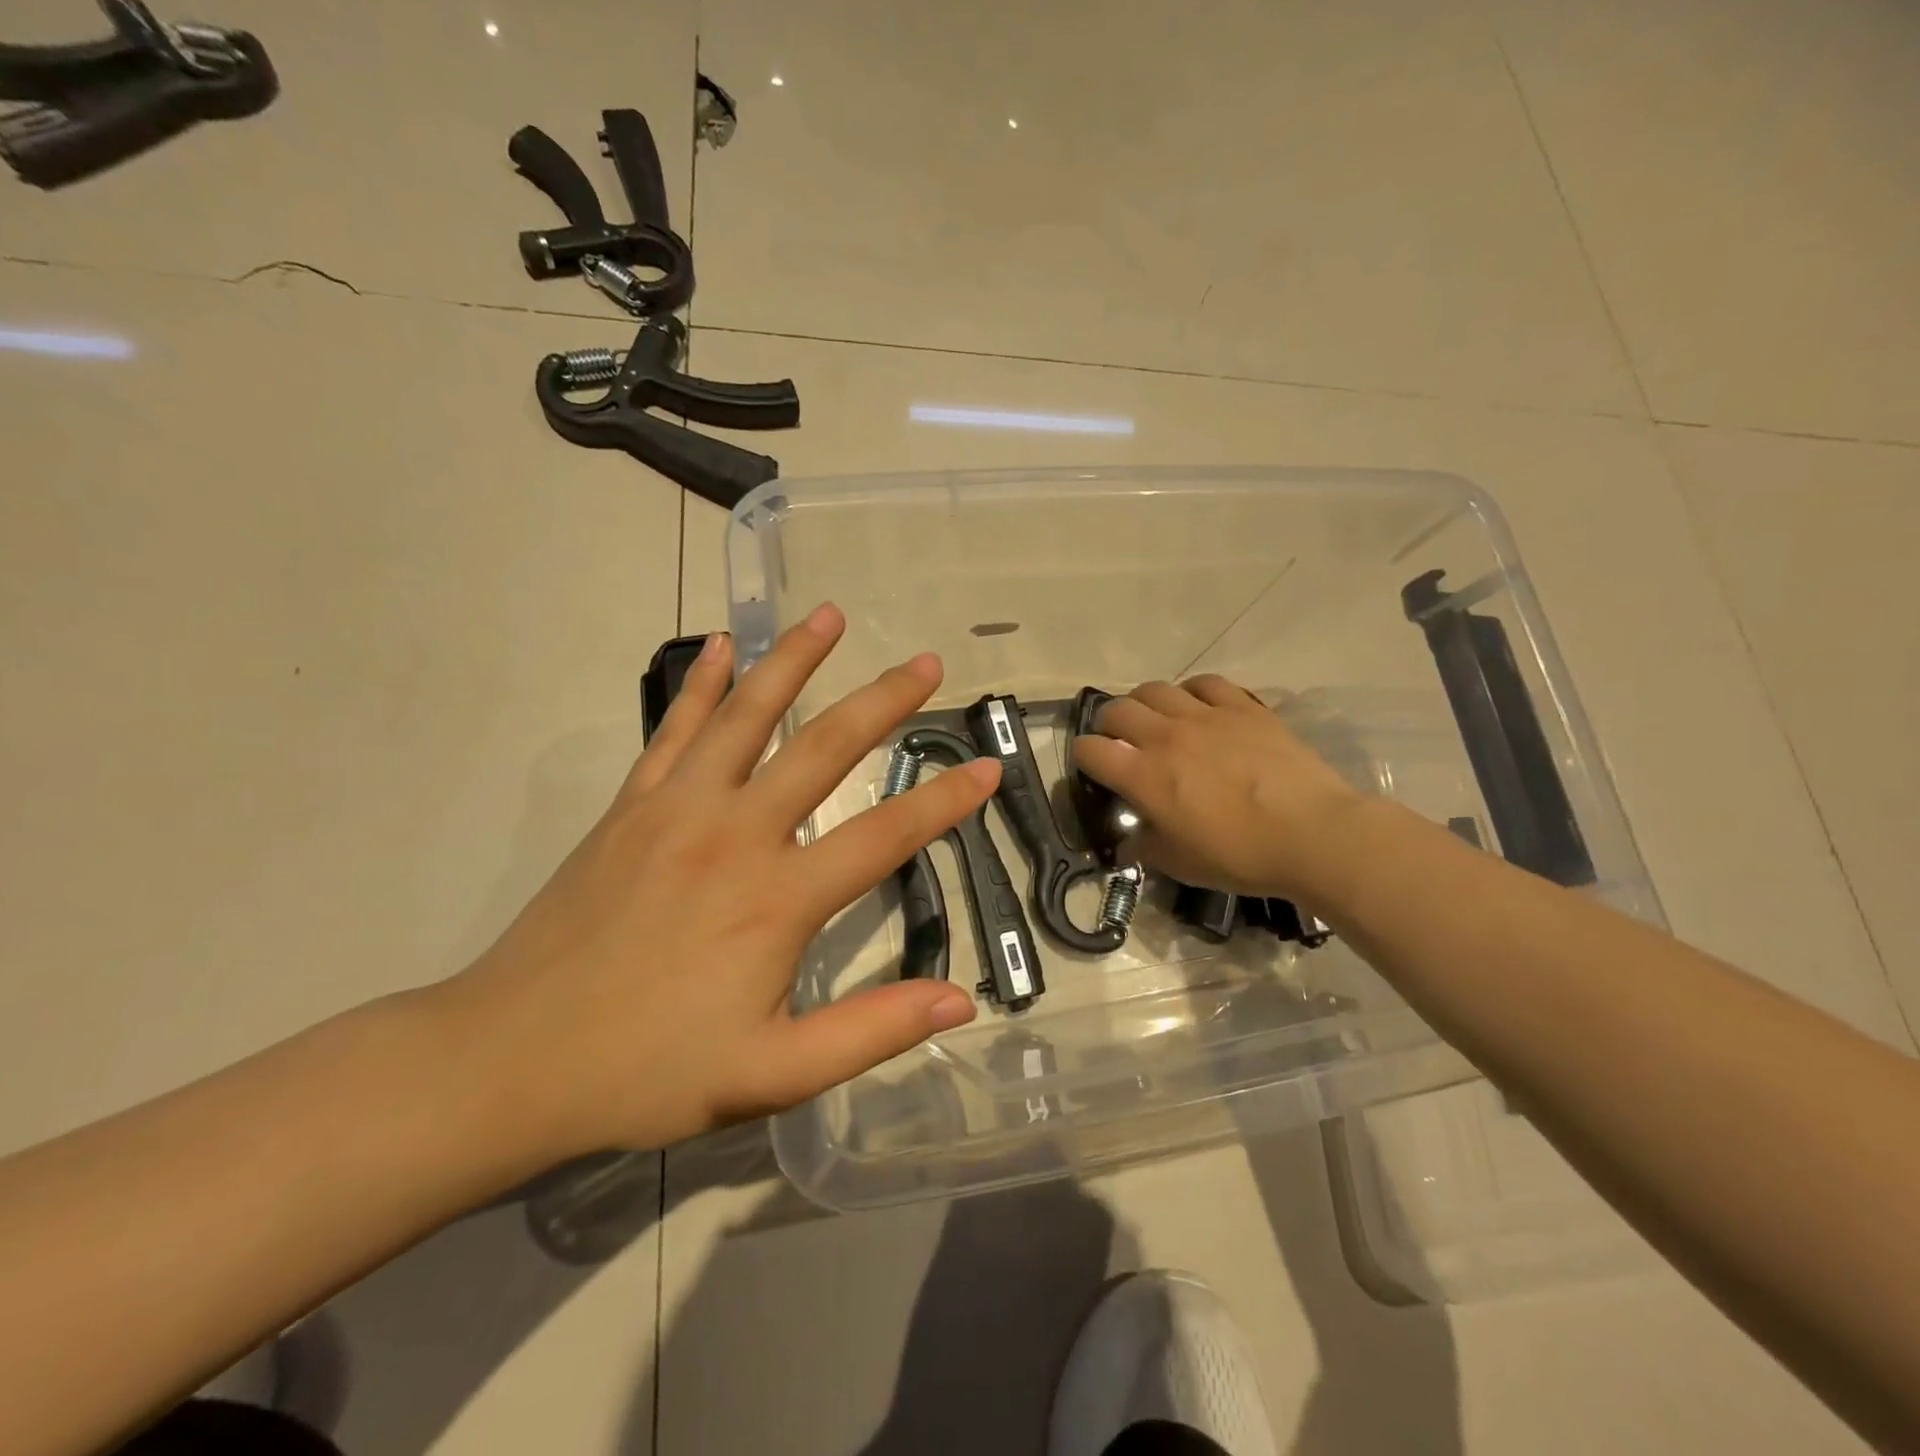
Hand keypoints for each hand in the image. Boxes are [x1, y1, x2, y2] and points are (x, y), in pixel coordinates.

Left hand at [439, 604, 994, 1160]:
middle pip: (824, 748)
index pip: (884, 835)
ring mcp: (677, 809)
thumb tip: (961, 1001)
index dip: (944, 802)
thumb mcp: (770, 1074)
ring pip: (747, 715)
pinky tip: (718, 646)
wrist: (507, 1060)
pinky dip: (700, 684)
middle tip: (926, 663)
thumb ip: (869, 1032)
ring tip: (828, 615)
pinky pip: (675, 729)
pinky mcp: (631, 806)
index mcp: (777, 898)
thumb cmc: (646, 1070)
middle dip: (884, 701)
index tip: (987, 767)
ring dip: (792, 661)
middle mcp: (735, 833)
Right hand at [1071, 675, 1363, 905]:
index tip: (1094, 770)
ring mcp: (1205, 715)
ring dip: (1145, 704)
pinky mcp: (1242, 707)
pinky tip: (1199, 708)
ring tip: (1156, 721)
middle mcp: (1164, 736)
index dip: (1083, 758)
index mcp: (1142, 775)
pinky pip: (1204, 683)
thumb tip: (1131, 837)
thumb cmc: (1240, 856)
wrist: (1312, 835)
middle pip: (1115, 710)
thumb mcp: (1178, 864)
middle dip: (1108, 726)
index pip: (1089, 750)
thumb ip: (1144, 844)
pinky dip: (1192, 693)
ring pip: (1155, 689)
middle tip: (1122, 744)